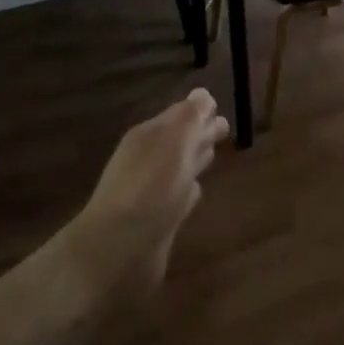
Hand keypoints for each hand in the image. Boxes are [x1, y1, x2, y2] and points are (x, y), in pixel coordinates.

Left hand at [65, 88, 228, 297]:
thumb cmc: (150, 188)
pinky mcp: (158, 222)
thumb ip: (190, 118)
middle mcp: (148, 160)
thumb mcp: (174, 142)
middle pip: (180, 140)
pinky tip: (197, 192)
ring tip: (214, 154)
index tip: (221, 108)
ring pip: (179, 168)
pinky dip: (188, 192)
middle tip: (225, 129)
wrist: (118, 249)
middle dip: (201, 133)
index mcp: (149, 136)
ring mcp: (152, 192)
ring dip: (195, 159)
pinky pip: (178, 198)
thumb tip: (202, 95)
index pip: (179, 115)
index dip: (200, 110)